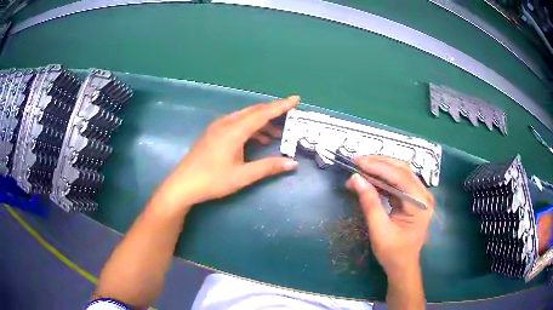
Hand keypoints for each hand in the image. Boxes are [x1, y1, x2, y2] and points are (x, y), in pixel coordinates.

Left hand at [154, 96, 299, 211]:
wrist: (183, 185)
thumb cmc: (212, 180)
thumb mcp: (242, 176)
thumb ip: (268, 167)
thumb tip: (292, 163)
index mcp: (234, 131)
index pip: (262, 114)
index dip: (280, 106)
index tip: (295, 99)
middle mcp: (226, 124)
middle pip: (253, 111)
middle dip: (272, 111)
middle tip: (289, 115)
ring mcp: (217, 127)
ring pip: (244, 117)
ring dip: (261, 121)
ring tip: (277, 133)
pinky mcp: (213, 134)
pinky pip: (236, 123)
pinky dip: (250, 127)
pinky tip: (257, 138)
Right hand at [346, 156, 433, 278]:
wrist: (402, 266)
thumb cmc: (393, 252)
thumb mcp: (379, 230)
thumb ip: (369, 203)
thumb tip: (355, 179)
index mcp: (420, 204)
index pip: (400, 177)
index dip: (378, 167)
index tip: (357, 162)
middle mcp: (423, 195)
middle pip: (402, 170)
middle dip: (379, 163)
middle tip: (357, 161)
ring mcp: (419, 196)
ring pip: (400, 172)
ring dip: (380, 168)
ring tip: (360, 167)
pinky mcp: (412, 198)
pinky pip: (398, 182)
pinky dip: (383, 178)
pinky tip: (370, 178)